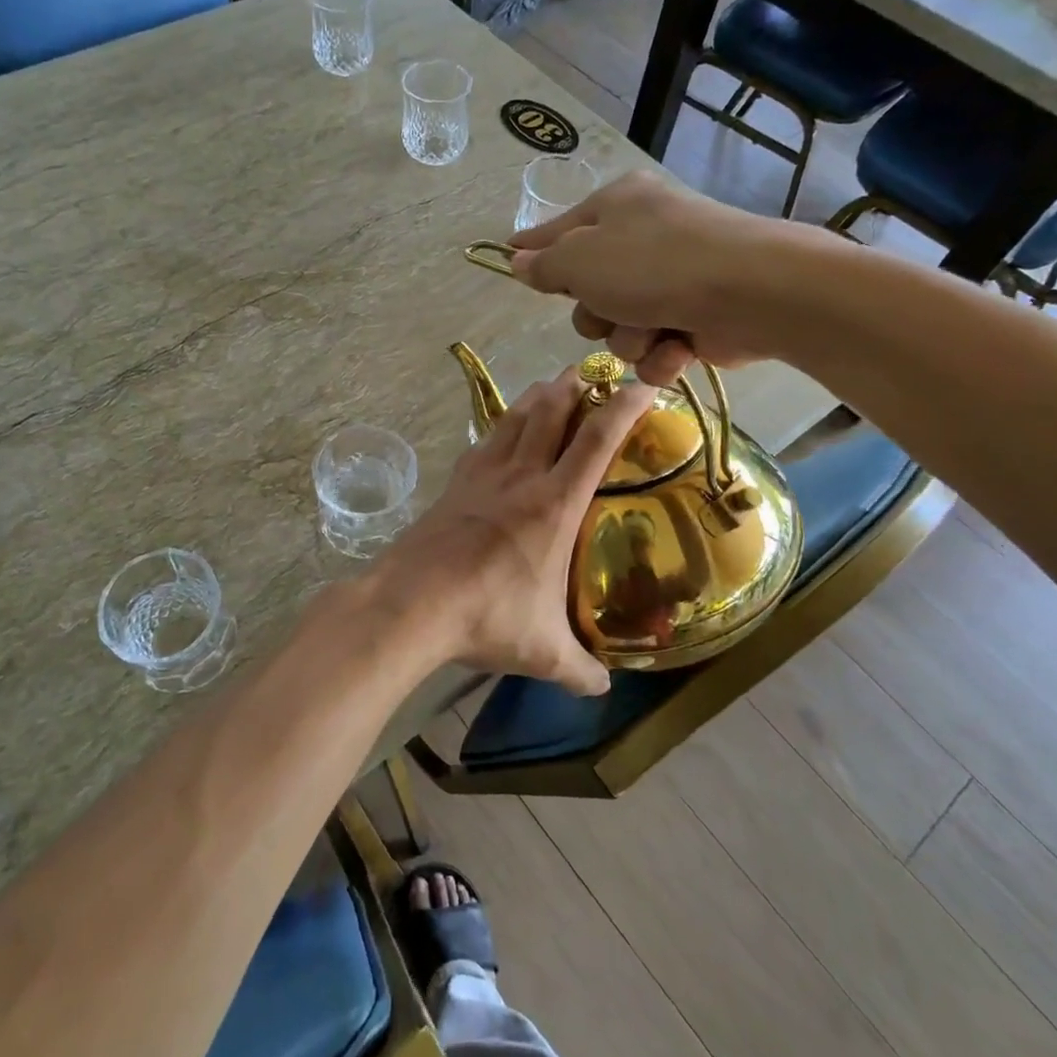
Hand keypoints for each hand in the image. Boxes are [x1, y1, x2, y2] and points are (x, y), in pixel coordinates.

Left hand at [380, 369, 654, 695]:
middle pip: (551, 411)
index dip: (625, 406)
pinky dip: (501, 427)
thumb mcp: (543, 651)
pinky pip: (484, 442)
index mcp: (555, 503)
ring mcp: (482, 476)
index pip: (598, 440)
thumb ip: (579, 668)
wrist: (411, 603)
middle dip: (575, 384)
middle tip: (591, 370)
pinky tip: (501, 431)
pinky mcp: (453, 485)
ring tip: (550, 387)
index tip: (645, 384)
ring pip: (514, 418)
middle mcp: (521, 477)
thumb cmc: (487, 617)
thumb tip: (602, 686)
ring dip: (537, 397)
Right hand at [509, 169, 791, 386]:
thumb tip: (517, 260)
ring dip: (630, 339)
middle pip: (588, 291)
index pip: (558, 230)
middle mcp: (643, 238)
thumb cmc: (653, 265)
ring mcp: (673, 280)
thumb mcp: (580, 259)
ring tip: (654, 330)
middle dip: (594, 313)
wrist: (750, 292)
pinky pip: (655, 349)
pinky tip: (678, 348)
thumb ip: (544, 264)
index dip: (533, 250)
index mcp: (616, 207)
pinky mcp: (696, 319)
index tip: (508, 258)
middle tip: (609, 308)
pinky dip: (662, 356)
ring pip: (620, 328)